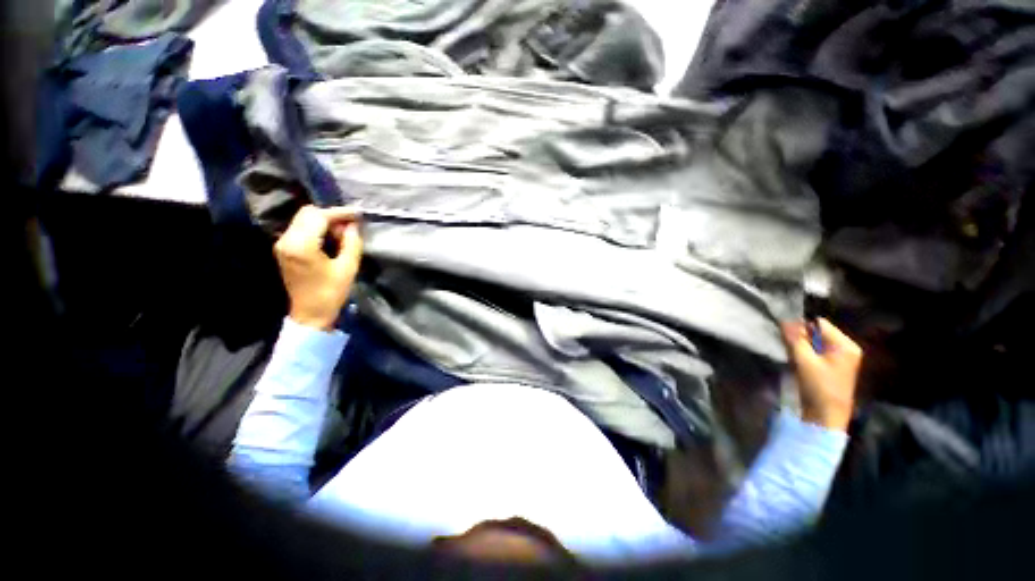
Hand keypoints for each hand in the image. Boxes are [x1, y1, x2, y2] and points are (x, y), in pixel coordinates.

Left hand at [274, 205, 362, 330]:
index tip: (358, 214)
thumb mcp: (348, 267)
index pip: (319, 216)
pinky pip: (300, 229)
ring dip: (324, 221)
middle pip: (308, 213)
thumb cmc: (331, 292)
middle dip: (331, 215)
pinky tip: (330, 238)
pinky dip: (316, 228)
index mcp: (301, 245)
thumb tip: (353, 225)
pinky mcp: (284, 249)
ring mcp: (282, 244)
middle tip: (351, 226)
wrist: (310, 314)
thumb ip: (351, 242)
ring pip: (303, 219)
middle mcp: (286, 240)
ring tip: (343, 233)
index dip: (340, 213)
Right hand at [782, 318, 862, 431]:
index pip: (819, 324)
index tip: (785, 334)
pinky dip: (806, 354)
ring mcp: (842, 359)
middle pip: (818, 333)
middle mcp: (847, 348)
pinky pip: (817, 352)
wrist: (826, 416)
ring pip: (816, 343)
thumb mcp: (804, 361)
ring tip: (793, 355)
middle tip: (788, 346)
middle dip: (801, 337)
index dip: (801, 327)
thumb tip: (785, 320)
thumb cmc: (819, 387)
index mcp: (845, 345)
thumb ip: (795, 339)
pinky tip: (799, 362)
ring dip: (802, 347)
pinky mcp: (834, 367)